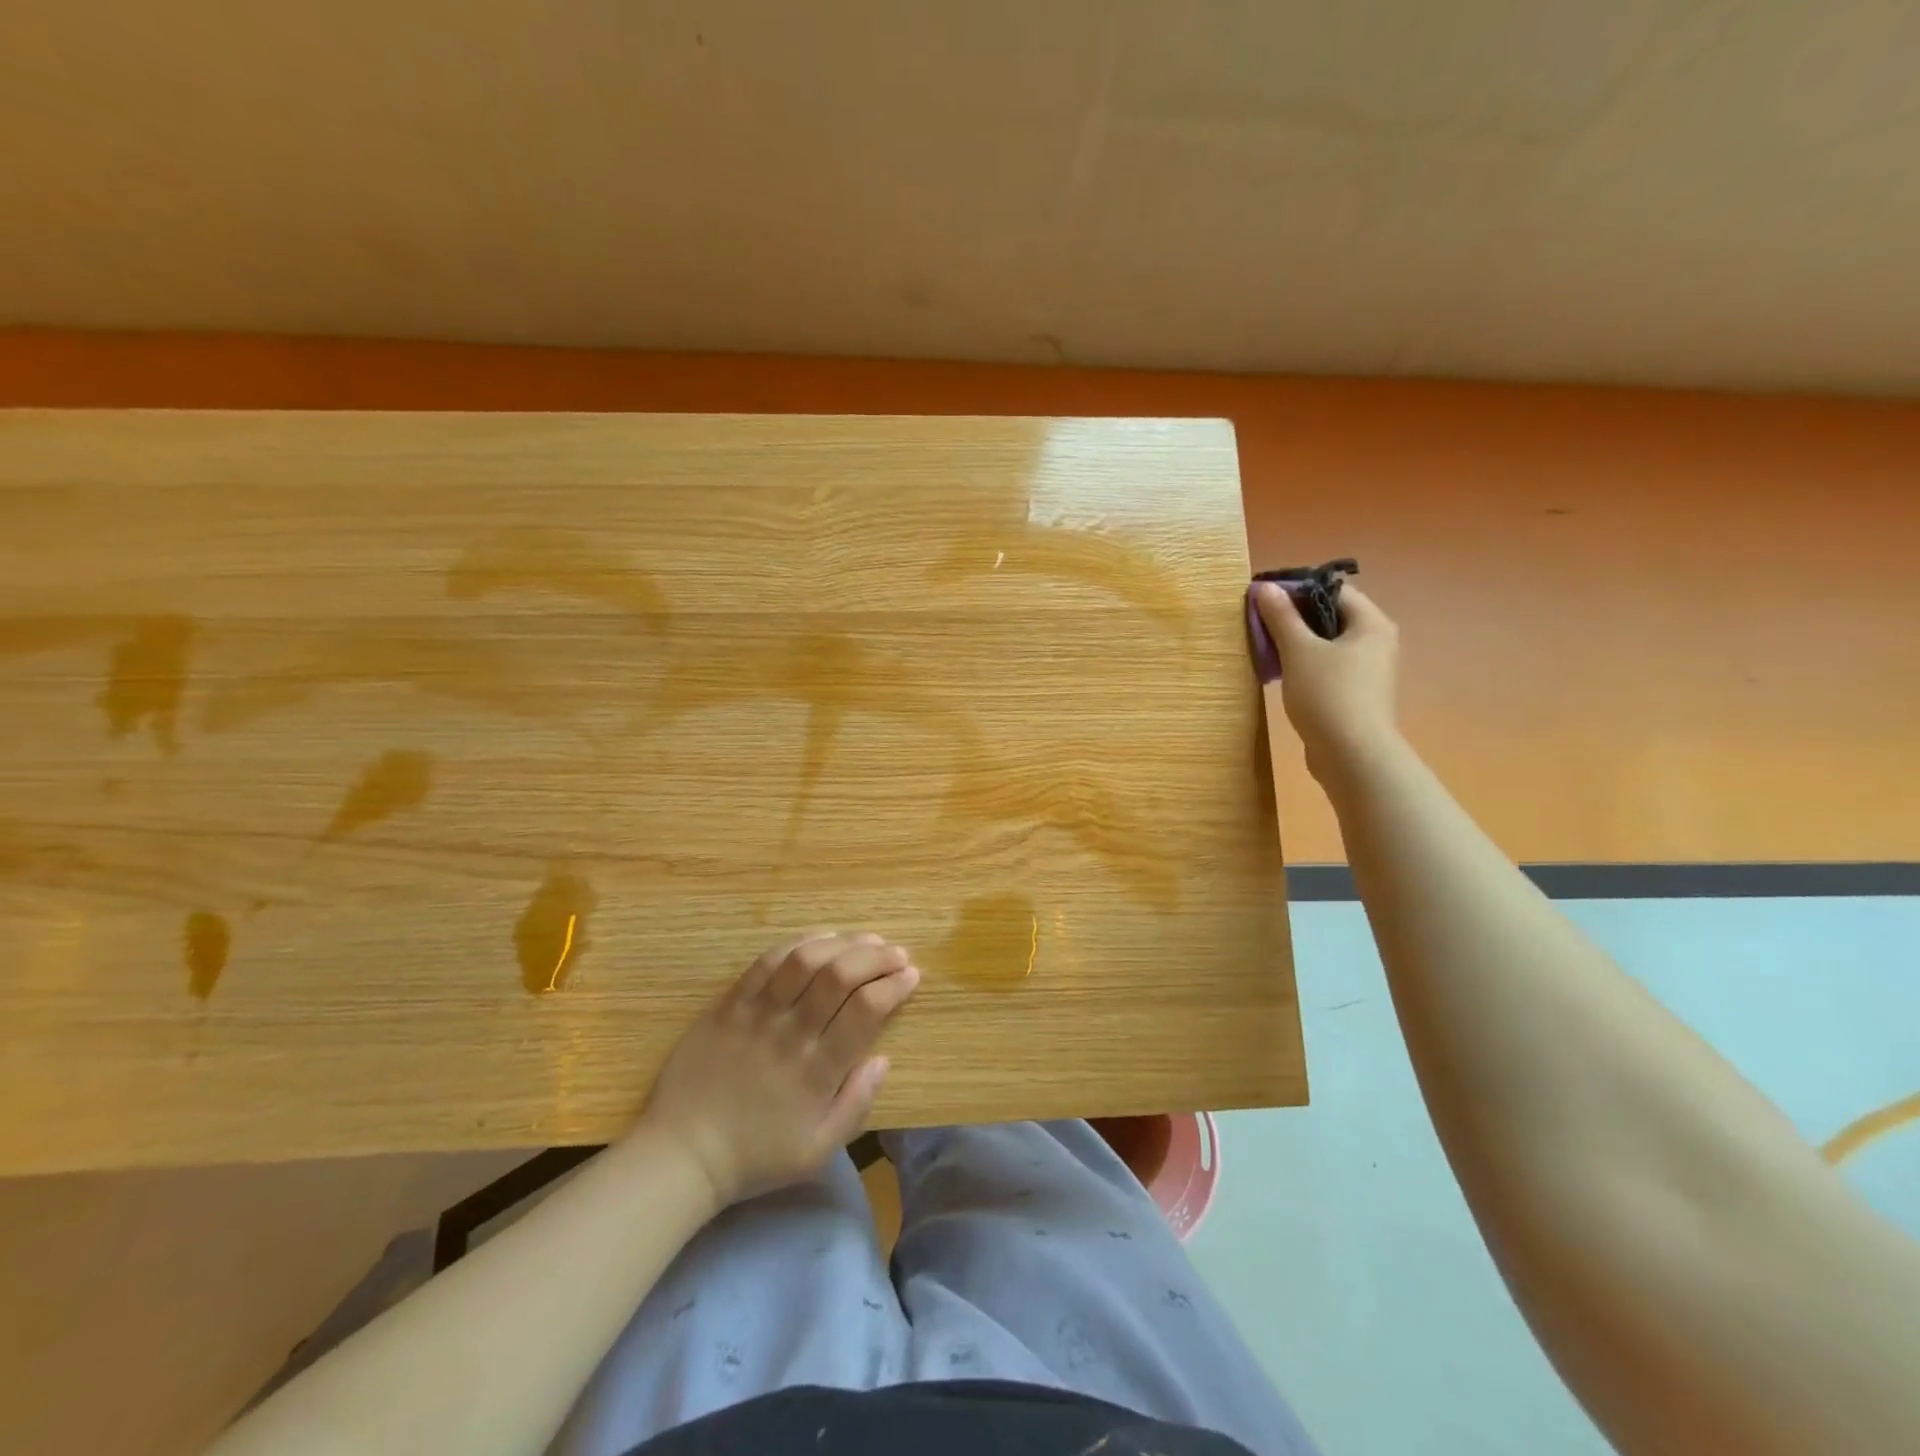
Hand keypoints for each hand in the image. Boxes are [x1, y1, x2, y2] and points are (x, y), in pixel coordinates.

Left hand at [637, 930, 918, 1206]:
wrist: (682, 1154)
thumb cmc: (755, 1156)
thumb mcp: (817, 1151)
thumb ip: (856, 1105)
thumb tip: (883, 1059)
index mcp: (817, 1072)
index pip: (866, 1010)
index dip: (894, 986)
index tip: (911, 975)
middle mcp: (791, 1034)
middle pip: (840, 976)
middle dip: (876, 957)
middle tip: (896, 953)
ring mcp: (757, 1015)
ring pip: (805, 961)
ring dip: (842, 943)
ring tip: (865, 940)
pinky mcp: (730, 1004)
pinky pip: (766, 962)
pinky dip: (799, 942)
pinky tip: (820, 938)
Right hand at [1252, 581, 1400, 785]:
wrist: (1352, 756)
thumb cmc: (1328, 695)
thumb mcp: (1299, 651)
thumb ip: (1281, 617)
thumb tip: (1265, 588)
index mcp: (1371, 624)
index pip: (1334, 590)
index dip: (1298, 589)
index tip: (1264, 598)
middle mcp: (1377, 642)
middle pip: (1331, 615)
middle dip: (1294, 617)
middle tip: (1260, 622)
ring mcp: (1369, 670)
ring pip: (1328, 644)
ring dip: (1297, 642)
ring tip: (1265, 648)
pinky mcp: (1356, 694)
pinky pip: (1328, 667)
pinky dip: (1305, 664)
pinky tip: (1281, 674)